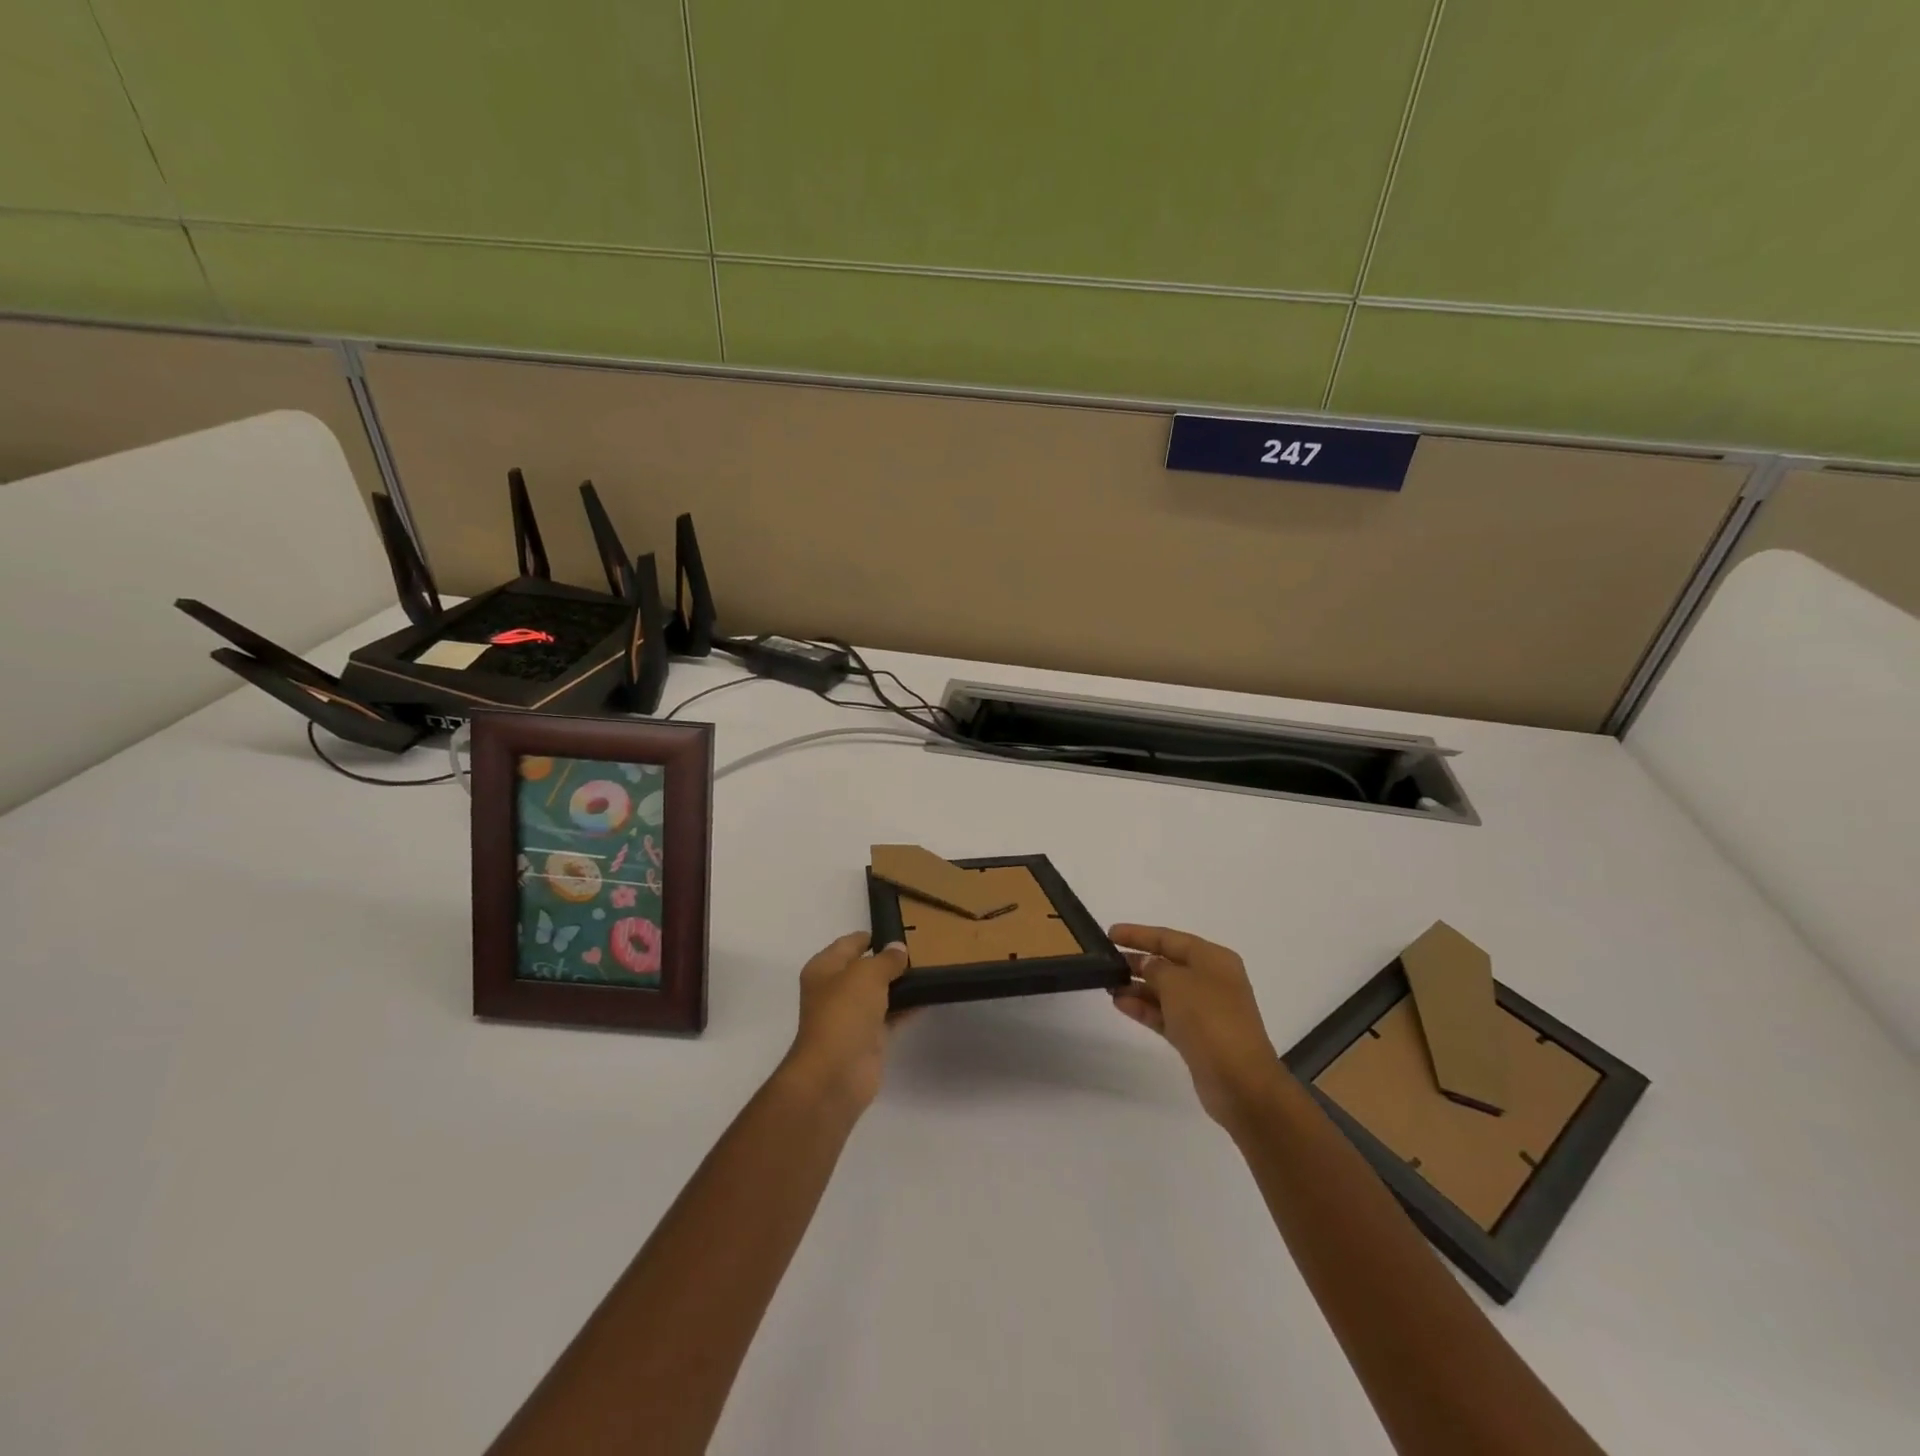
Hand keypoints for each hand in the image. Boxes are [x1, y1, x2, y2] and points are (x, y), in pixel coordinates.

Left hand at [780, 933, 912, 1114]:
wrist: (836, 1073)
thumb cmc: (844, 1013)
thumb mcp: (867, 975)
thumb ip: (886, 960)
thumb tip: (898, 949)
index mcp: (824, 969)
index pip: (849, 944)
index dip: (872, 936)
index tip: (900, 931)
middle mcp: (834, 991)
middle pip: (864, 969)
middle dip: (888, 961)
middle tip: (921, 950)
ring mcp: (851, 1017)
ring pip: (879, 993)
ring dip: (900, 985)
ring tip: (929, 969)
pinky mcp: (868, 1039)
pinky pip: (890, 1016)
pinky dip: (907, 1008)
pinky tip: (929, 997)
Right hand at [1108, 924, 1285, 1128]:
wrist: (1240, 1081)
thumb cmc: (1209, 1019)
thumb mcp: (1177, 983)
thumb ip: (1155, 968)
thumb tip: (1146, 964)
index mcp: (1213, 959)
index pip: (1170, 938)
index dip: (1139, 934)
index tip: (1110, 933)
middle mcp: (1211, 980)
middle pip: (1167, 963)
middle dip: (1137, 961)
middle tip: (1105, 961)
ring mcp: (1204, 1010)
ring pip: (1164, 991)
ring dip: (1137, 987)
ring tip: (1108, 984)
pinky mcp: (1196, 1036)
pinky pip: (1165, 1014)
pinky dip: (1144, 1008)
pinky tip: (1120, 1004)